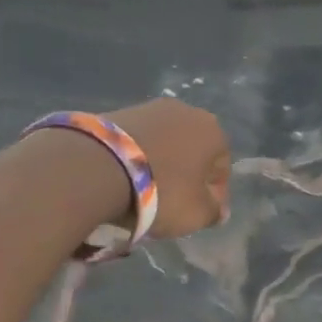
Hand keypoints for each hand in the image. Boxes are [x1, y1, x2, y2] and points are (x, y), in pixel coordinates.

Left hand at [107, 98, 230, 237]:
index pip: (221, 169)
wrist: (100, 166)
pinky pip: (139, 141)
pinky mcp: (121, 111)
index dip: (213, 195)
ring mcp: (151, 107)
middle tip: (172, 202)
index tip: (197, 213)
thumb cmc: (162, 191)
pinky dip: (137, 157)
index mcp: (213, 132)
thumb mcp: (197, 214)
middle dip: (186, 175)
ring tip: (144, 191)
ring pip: (165, 144)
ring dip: (161, 164)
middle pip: (193, 152)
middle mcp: (187, 112)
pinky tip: (125, 177)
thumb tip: (218, 209)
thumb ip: (214, 212)